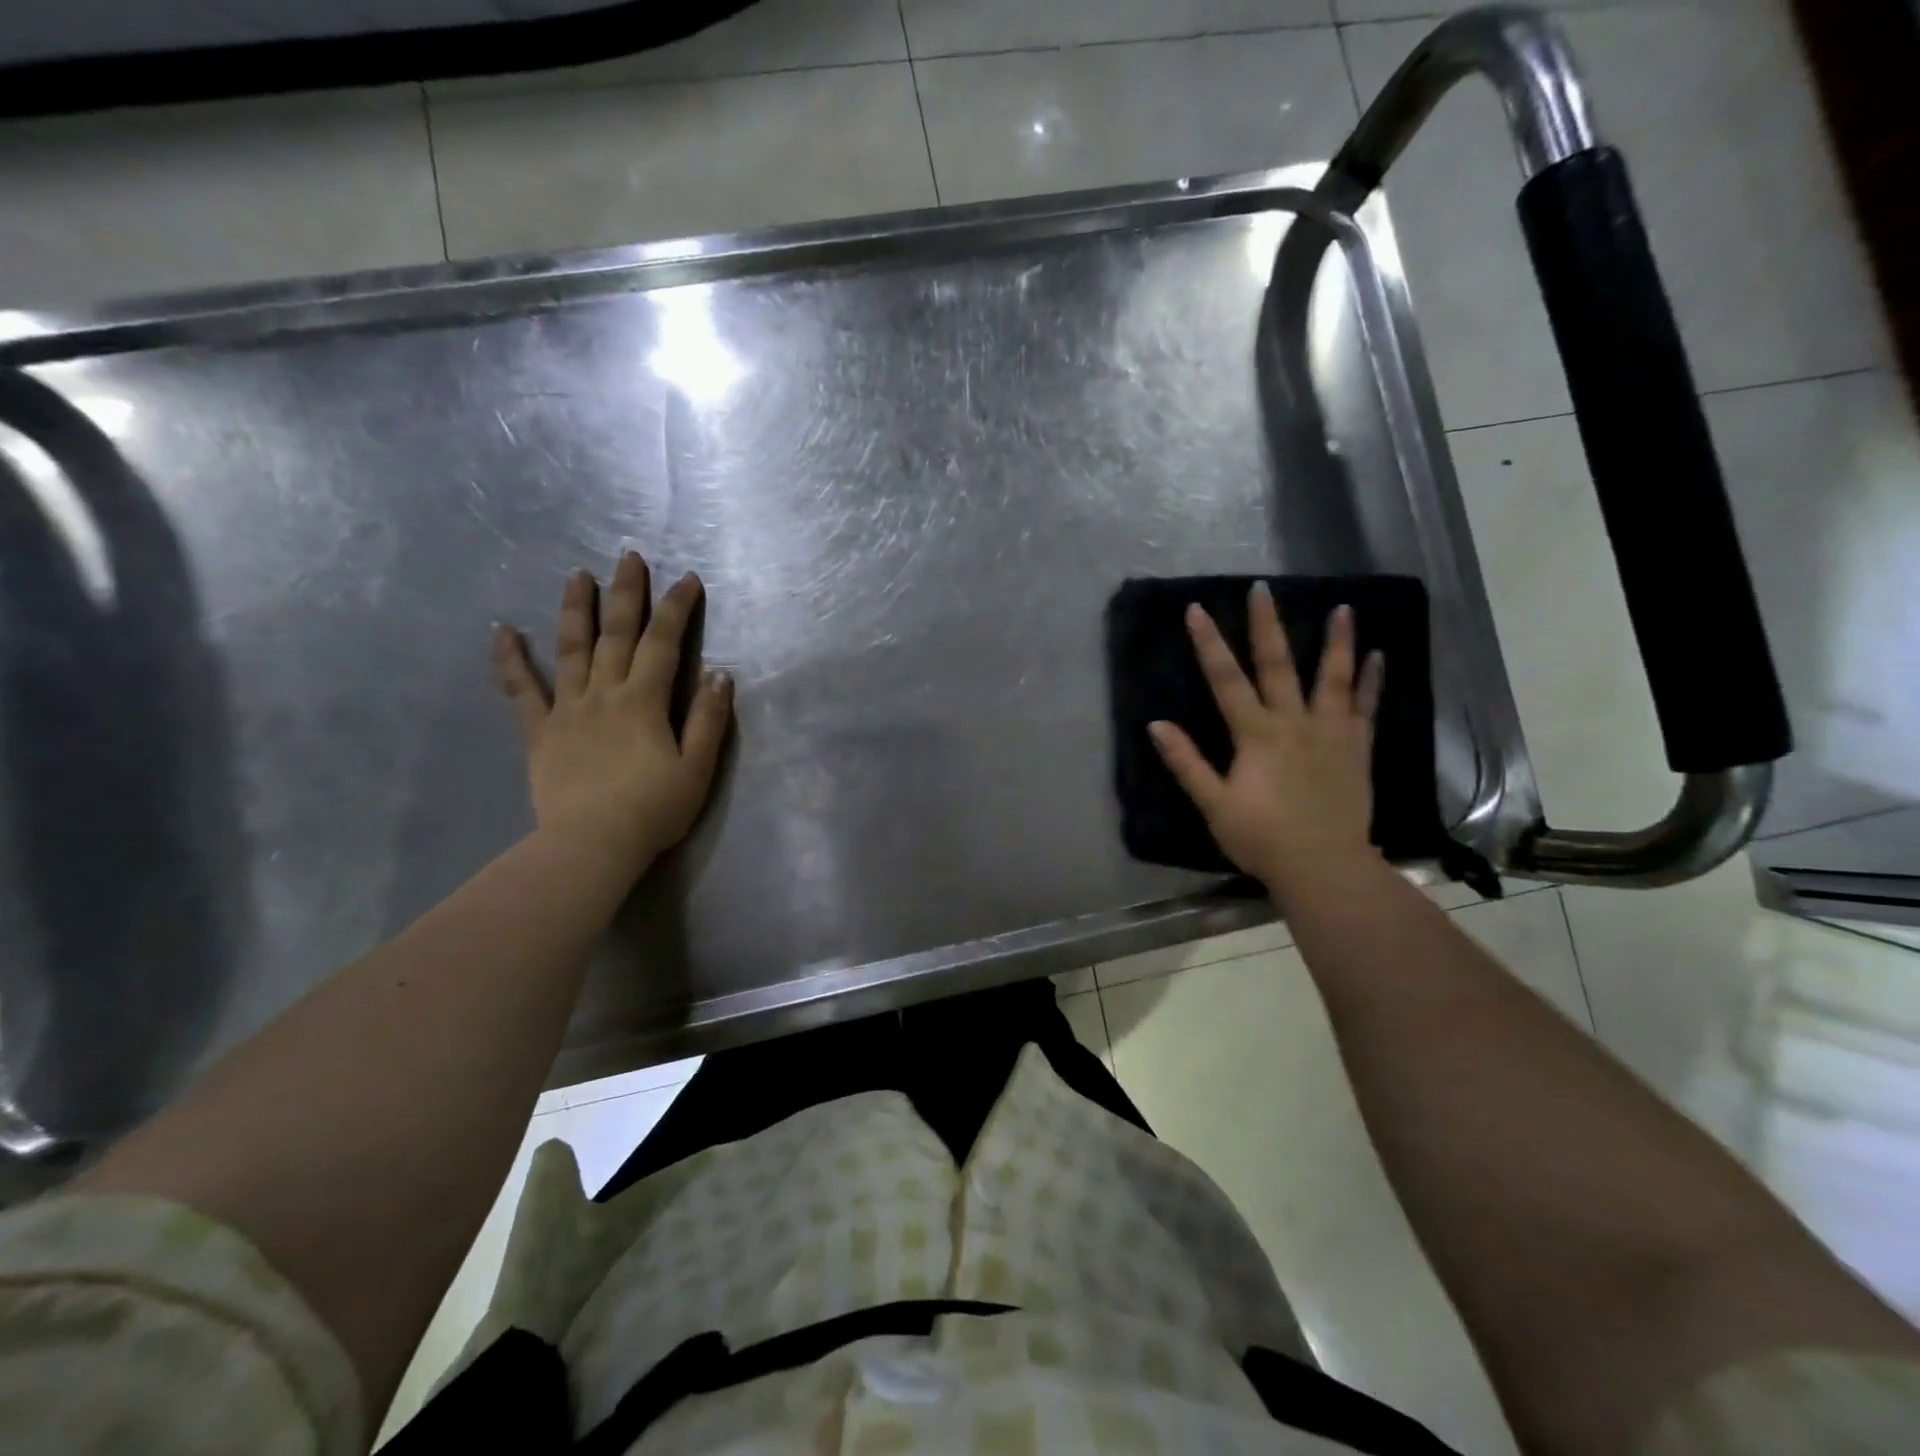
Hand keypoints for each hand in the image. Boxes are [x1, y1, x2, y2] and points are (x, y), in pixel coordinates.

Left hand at [494, 552, 731, 879]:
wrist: (591, 845)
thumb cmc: (653, 810)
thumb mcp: (697, 768)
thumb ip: (710, 720)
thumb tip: (721, 676)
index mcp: (645, 701)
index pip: (665, 643)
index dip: (677, 608)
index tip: (687, 578)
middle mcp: (605, 693)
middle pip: (617, 633)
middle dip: (626, 592)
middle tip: (628, 556)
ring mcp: (568, 709)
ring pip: (570, 649)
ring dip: (575, 609)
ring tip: (577, 574)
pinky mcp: (540, 732)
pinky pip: (521, 690)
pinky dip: (510, 659)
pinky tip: (502, 630)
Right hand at [1149, 583, 1383, 893]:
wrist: (1323, 866)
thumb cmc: (1261, 838)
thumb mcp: (1214, 804)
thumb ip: (1187, 762)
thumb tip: (1156, 725)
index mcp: (1256, 734)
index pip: (1226, 679)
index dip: (1209, 643)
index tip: (1198, 609)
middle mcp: (1294, 722)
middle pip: (1278, 665)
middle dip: (1267, 625)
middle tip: (1264, 588)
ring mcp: (1330, 733)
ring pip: (1333, 678)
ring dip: (1336, 642)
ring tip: (1343, 609)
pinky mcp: (1356, 749)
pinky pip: (1365, 708)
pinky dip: (1371, 681)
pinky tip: (1378, 657)